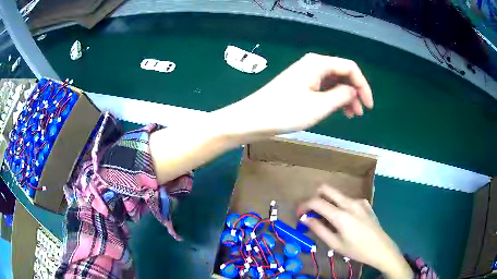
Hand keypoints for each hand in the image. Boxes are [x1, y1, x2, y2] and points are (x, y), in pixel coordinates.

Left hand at [213, 53, 372, 138]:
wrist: (253, 118)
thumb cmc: (286, 112)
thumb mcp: (320, 106)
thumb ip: (342, 95)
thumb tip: (353, 91)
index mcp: (318, 63)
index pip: (350, 68)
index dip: (363, 86)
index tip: (369, 106)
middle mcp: (312, 64)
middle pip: (342, 74)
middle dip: (355, 92)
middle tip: (360, 112)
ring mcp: (305, 74)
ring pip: (333, 82)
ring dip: (345, 97)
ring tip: (351, 115)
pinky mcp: (299, 85)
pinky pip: (322, 88)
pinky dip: (332, 98)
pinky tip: (337, 110)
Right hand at [298, 185, 412, 278]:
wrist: (381, 248)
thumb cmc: (356, 250)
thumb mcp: (335, 244)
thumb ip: (319, 229)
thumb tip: (306, 219)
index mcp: (341, 215)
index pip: (317, 202)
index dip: (304, 205)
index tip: (299, 213)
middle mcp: (350, 203)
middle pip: (327, 189)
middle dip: (315, 197)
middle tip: (311, 211)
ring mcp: (359, 201)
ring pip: (337, 195)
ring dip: (328, 203)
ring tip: (329, 221)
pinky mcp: (365, 203)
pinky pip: (348, 200)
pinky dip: (340, 207)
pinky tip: (345, 221)